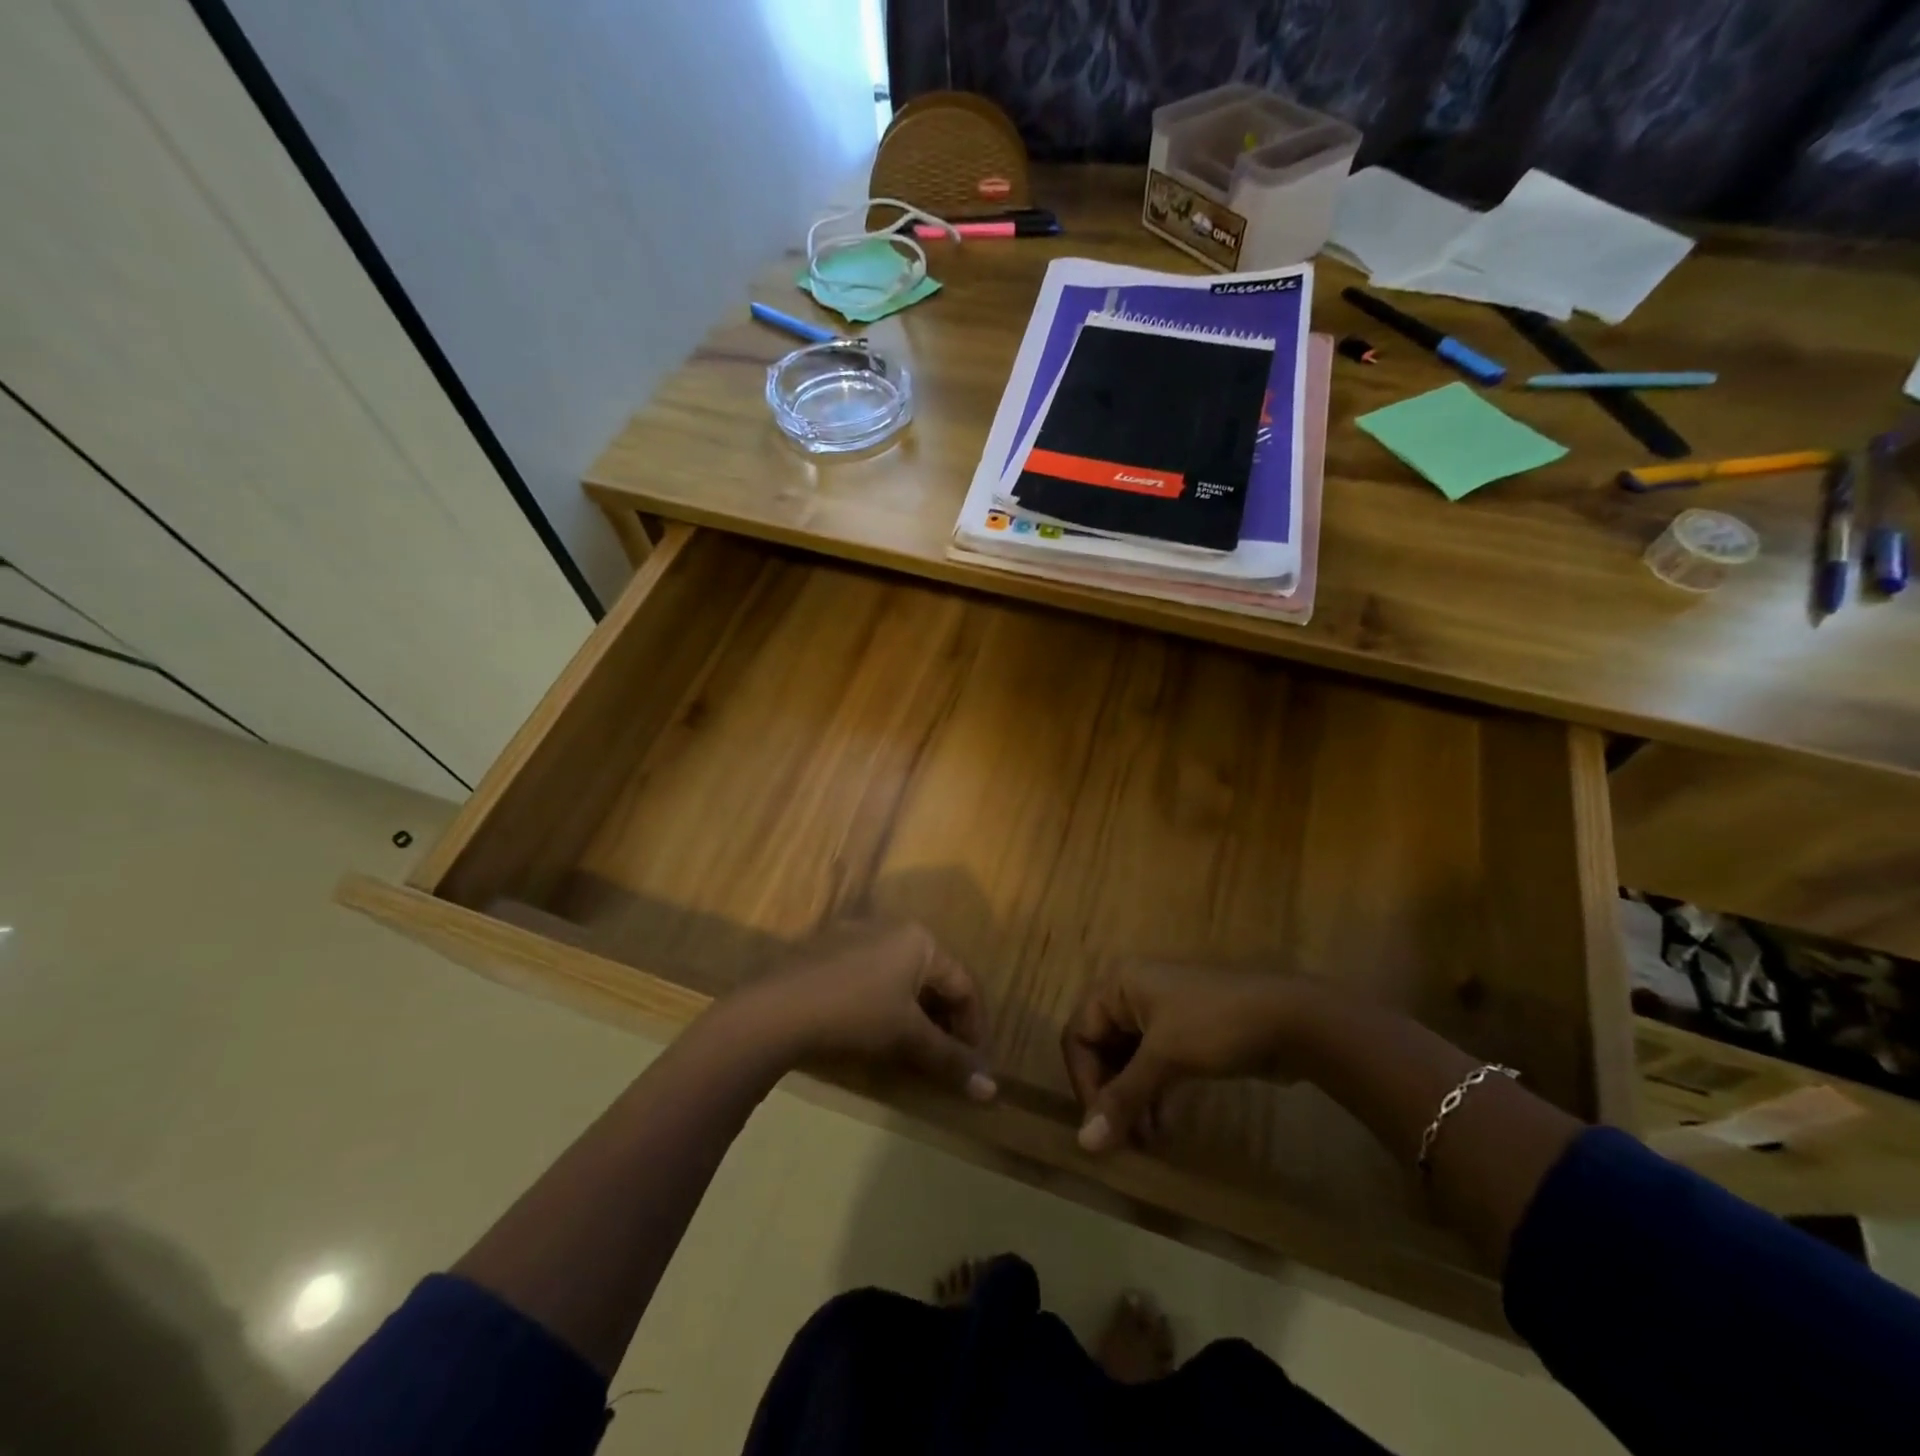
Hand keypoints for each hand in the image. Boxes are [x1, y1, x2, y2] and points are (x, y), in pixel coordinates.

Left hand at [743, 922, 995, 1101]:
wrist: (776, 1010)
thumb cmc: (855, 1015)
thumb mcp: (907, 1038)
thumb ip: (951, 1060)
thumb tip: (992, 1091)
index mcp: (920, 939)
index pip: (964, 985)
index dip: (974, 1028)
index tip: (973, 1066)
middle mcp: (893, 928)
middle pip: (935, 978)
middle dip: (945, 1021)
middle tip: (946, 1060)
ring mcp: (857, 936)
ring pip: (903, 977)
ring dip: (916, 1014)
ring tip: (914, 1050)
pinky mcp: (829, 951)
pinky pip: (874, 976)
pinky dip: (886, 1004)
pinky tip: (875, 1031)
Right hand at [1062, 963, 1312, 1151]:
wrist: (1291, 1020)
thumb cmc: (1216, 1025)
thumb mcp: (1165, 1057)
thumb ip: (1123, 1098)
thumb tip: (1085, 1144)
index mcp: (1118, 984)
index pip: (1078, 1033)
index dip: (1084, 1080)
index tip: (1101, 1123)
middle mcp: (1131, 994)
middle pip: (1100, 1048)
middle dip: (1110, 1094)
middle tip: (1123, 1138)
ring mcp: (1159, 1014)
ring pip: (1127, 1061)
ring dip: (1132, 1100)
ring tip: (1147, 1141)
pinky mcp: (1184, 1035)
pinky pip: (1152, 1066)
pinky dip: (1152, 1094)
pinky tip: (1163, 1127)